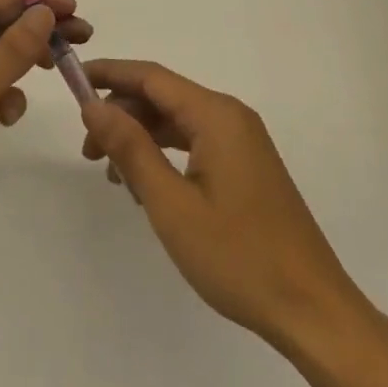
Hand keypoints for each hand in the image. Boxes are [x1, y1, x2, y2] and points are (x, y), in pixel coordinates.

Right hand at [80, 59, 371, 352]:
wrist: (313, 312)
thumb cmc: (239, 257)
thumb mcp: (171, 204)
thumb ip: (131, 148)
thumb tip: (93, 105)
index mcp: (216, 115)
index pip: (152, 77)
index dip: (110, 74)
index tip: (73, 81)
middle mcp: (231, 117)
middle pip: (164, 97)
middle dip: (122, 114)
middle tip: (89, 151)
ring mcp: (243, 142)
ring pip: (178, 122)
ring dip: (141, 137)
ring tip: (113, 174)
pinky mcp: (247, 167)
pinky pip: (195, 143)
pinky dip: (165, 154)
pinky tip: (147, 186)